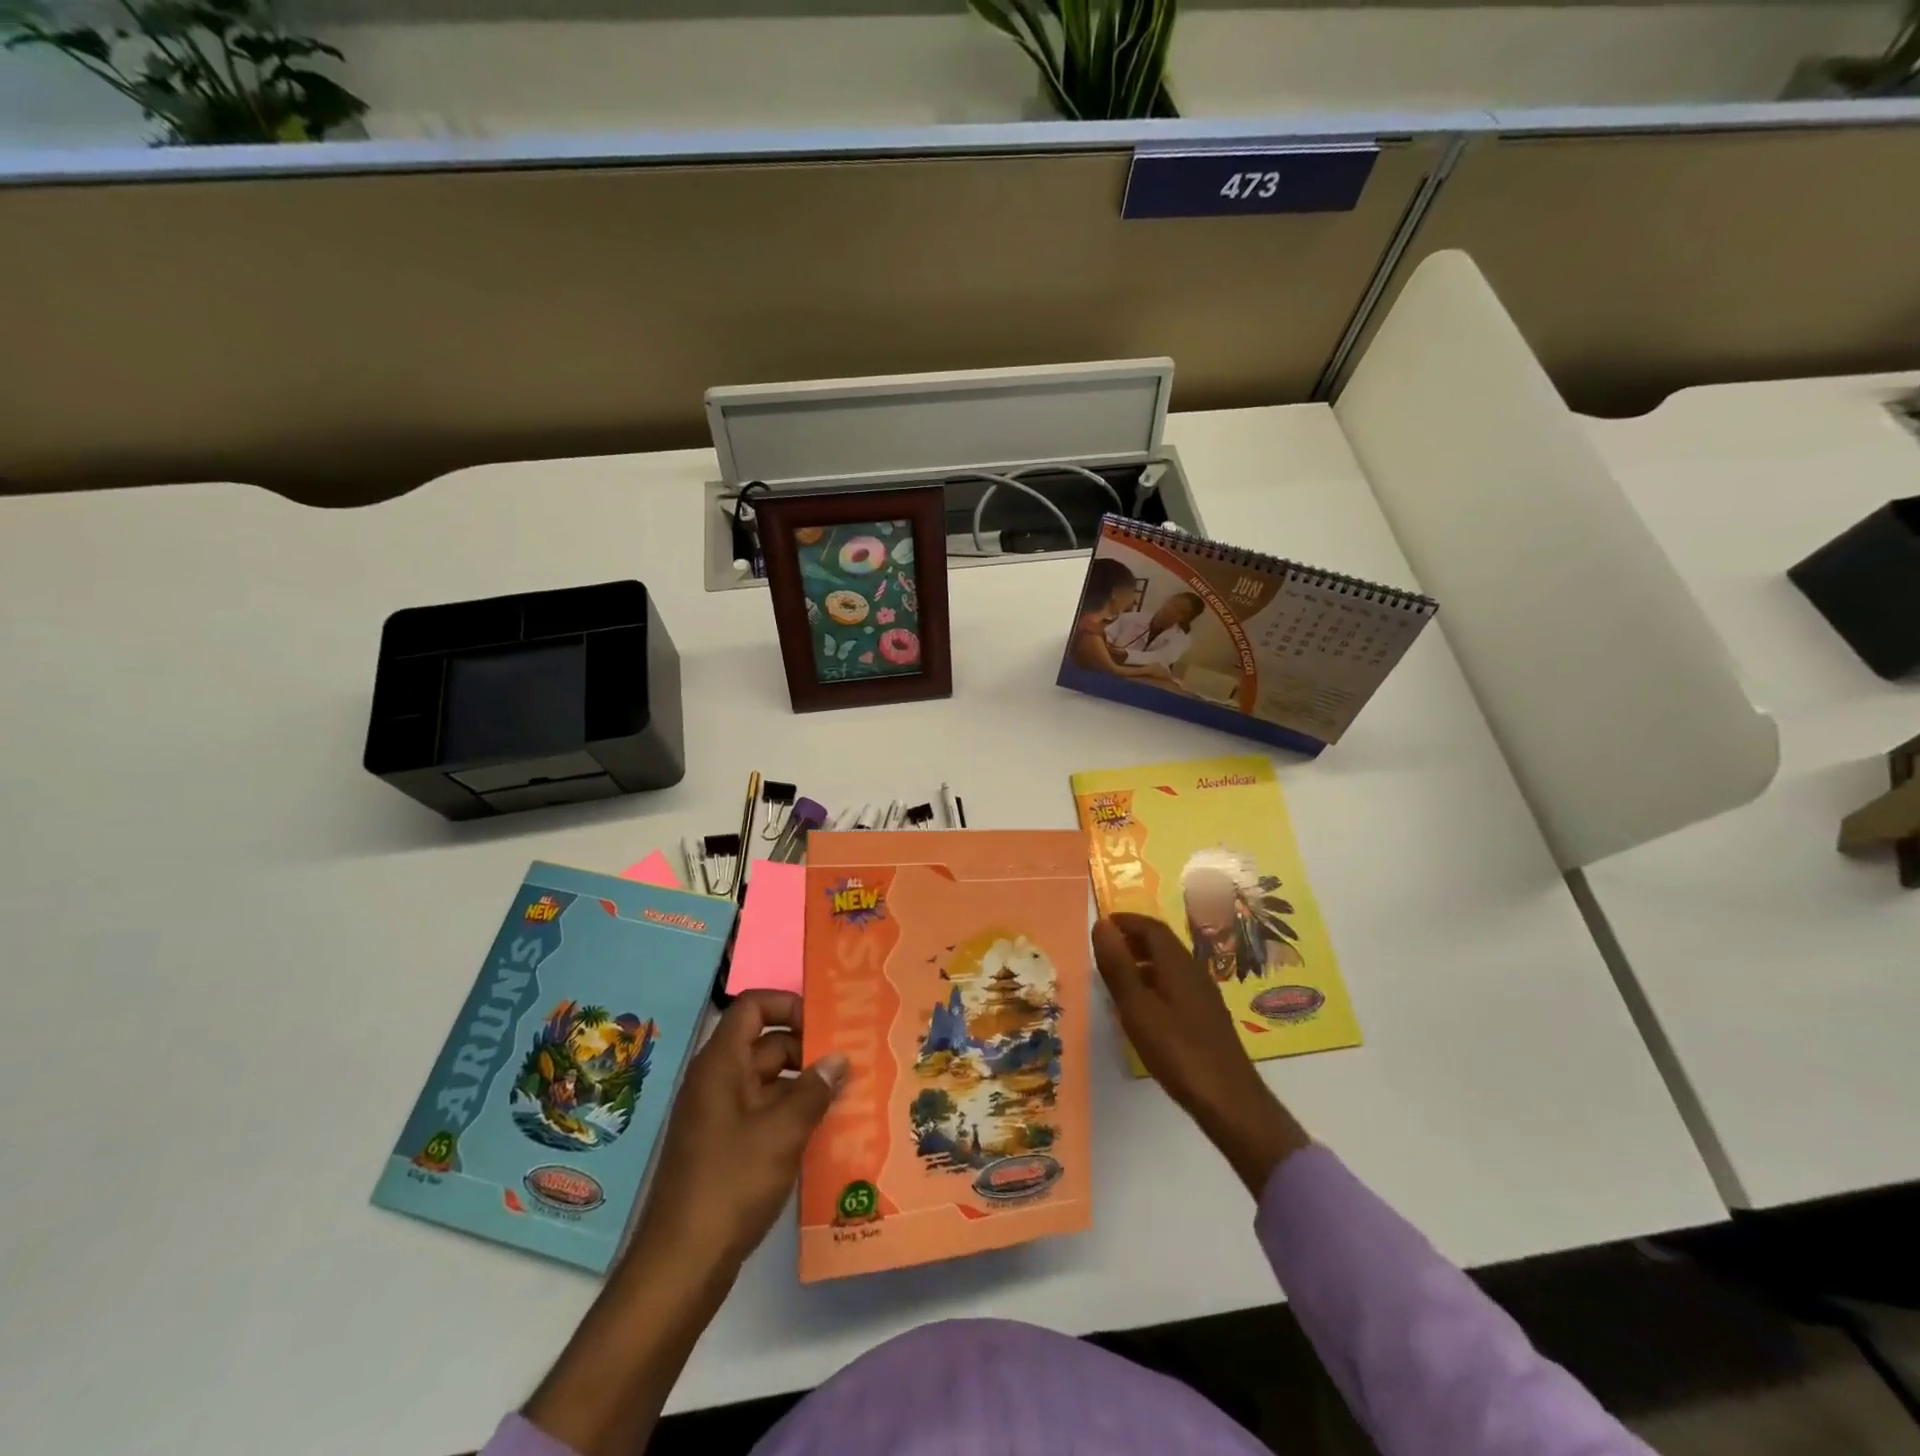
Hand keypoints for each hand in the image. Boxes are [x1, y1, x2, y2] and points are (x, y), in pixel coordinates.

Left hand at [634, 990, 847, 1268]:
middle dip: (808, 1049)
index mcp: (722, 1064)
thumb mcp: (783, 1133)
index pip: (753, 1007)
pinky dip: (791, 1115)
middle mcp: (717, 1081)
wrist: (681, 1265)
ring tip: (849, 1095)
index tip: (826, 1024)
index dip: (789, 1005)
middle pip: (766, 1043)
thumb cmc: (731, 1184)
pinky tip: (825, 1132)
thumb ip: (815, 1091)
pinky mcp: (724, 1147)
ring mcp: (718, 1115)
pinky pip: (763, 1113)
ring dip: (805, 1086)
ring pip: (769, 1082)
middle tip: (852, 1062)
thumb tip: (840, 1058)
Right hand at [1092, 914, 1309, 1195]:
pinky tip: (1142, 1007)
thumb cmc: (1178, 1051)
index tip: (1102, 924)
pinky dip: (1154, 982)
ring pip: (1170, 966)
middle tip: (1106, 948)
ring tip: (1117, 976)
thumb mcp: (1137, 1008)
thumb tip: (1101, 925)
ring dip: (1143, 961)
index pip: (1152, 928)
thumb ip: (1118, 966)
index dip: (1126, 921)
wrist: (1230, 1101)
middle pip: (1163, 944)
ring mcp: (1204, 996)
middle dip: (1134, 939)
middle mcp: (1194, 972)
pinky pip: (1176, 985)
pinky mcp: (1207, 1018)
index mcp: (1178, 964)